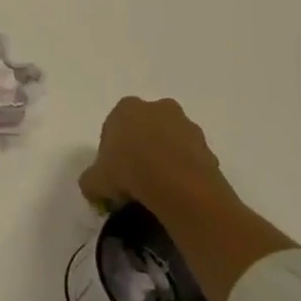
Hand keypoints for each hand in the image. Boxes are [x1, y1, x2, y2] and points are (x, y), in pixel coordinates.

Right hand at [78, 97, 238, 219]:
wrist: (179, 187)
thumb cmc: (129, 172)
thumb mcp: (95, 181)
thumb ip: (91, 181)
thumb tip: (94, 188)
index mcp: (126, 108)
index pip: (114, 125)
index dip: (112, 150)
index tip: (113, 171)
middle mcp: (158, 108)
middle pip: (145, 128)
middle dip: (141, 147)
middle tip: (135, 176)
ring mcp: (187, 126)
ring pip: (170, 141)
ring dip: (165, 158)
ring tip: (158, 188)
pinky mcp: (209, 147)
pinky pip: (190, 158)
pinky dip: (183, 171)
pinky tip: (176, 192)